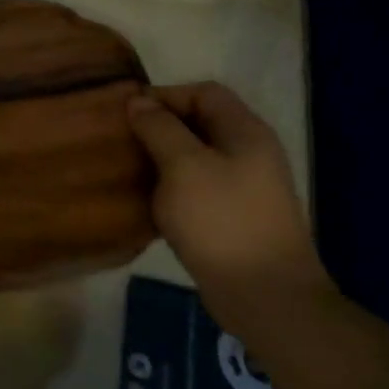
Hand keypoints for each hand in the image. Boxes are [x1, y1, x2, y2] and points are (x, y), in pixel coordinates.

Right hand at [127, 82, 334, 342]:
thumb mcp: (183, 166)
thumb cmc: (222, 220)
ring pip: (196, 157)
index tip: (128, 113)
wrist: (265, 295)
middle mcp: (249, 153)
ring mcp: (245, 187)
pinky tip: (147, 201)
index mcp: (245, 132)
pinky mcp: (234, 217)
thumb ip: (159, 128)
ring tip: (128, 169)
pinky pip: (197, 187)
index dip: (165, 96)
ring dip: (162, 158)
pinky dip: (171, 187)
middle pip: (200, 123)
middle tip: (122, 140)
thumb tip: (138, 101)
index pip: (204, 93)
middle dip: (160, 127)